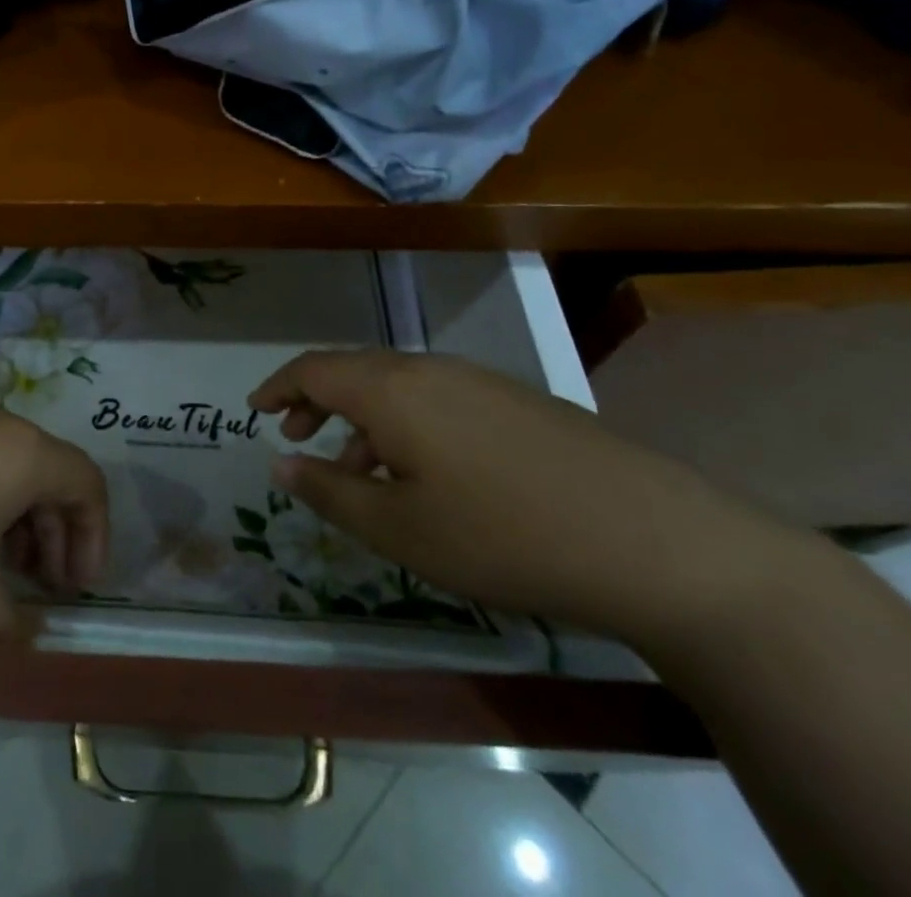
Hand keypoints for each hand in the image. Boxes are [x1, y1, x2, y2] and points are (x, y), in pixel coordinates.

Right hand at [252, 352, 808, 646]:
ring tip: (358, 471)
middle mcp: (430, 369)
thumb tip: (279, 463)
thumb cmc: (504, 536)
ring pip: (398, 385)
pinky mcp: (518, 401)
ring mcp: (480, 380)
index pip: (314, 368)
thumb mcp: (401, 529)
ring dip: (363, 417)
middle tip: (297, 437)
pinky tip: (425, 473)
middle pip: (355, 369)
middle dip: (317, 400)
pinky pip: (437, 398)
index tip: (255, 411)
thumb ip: (330, 492)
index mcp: (391, 389)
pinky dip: (407, 423)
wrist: (655, 541)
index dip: (278, 387)